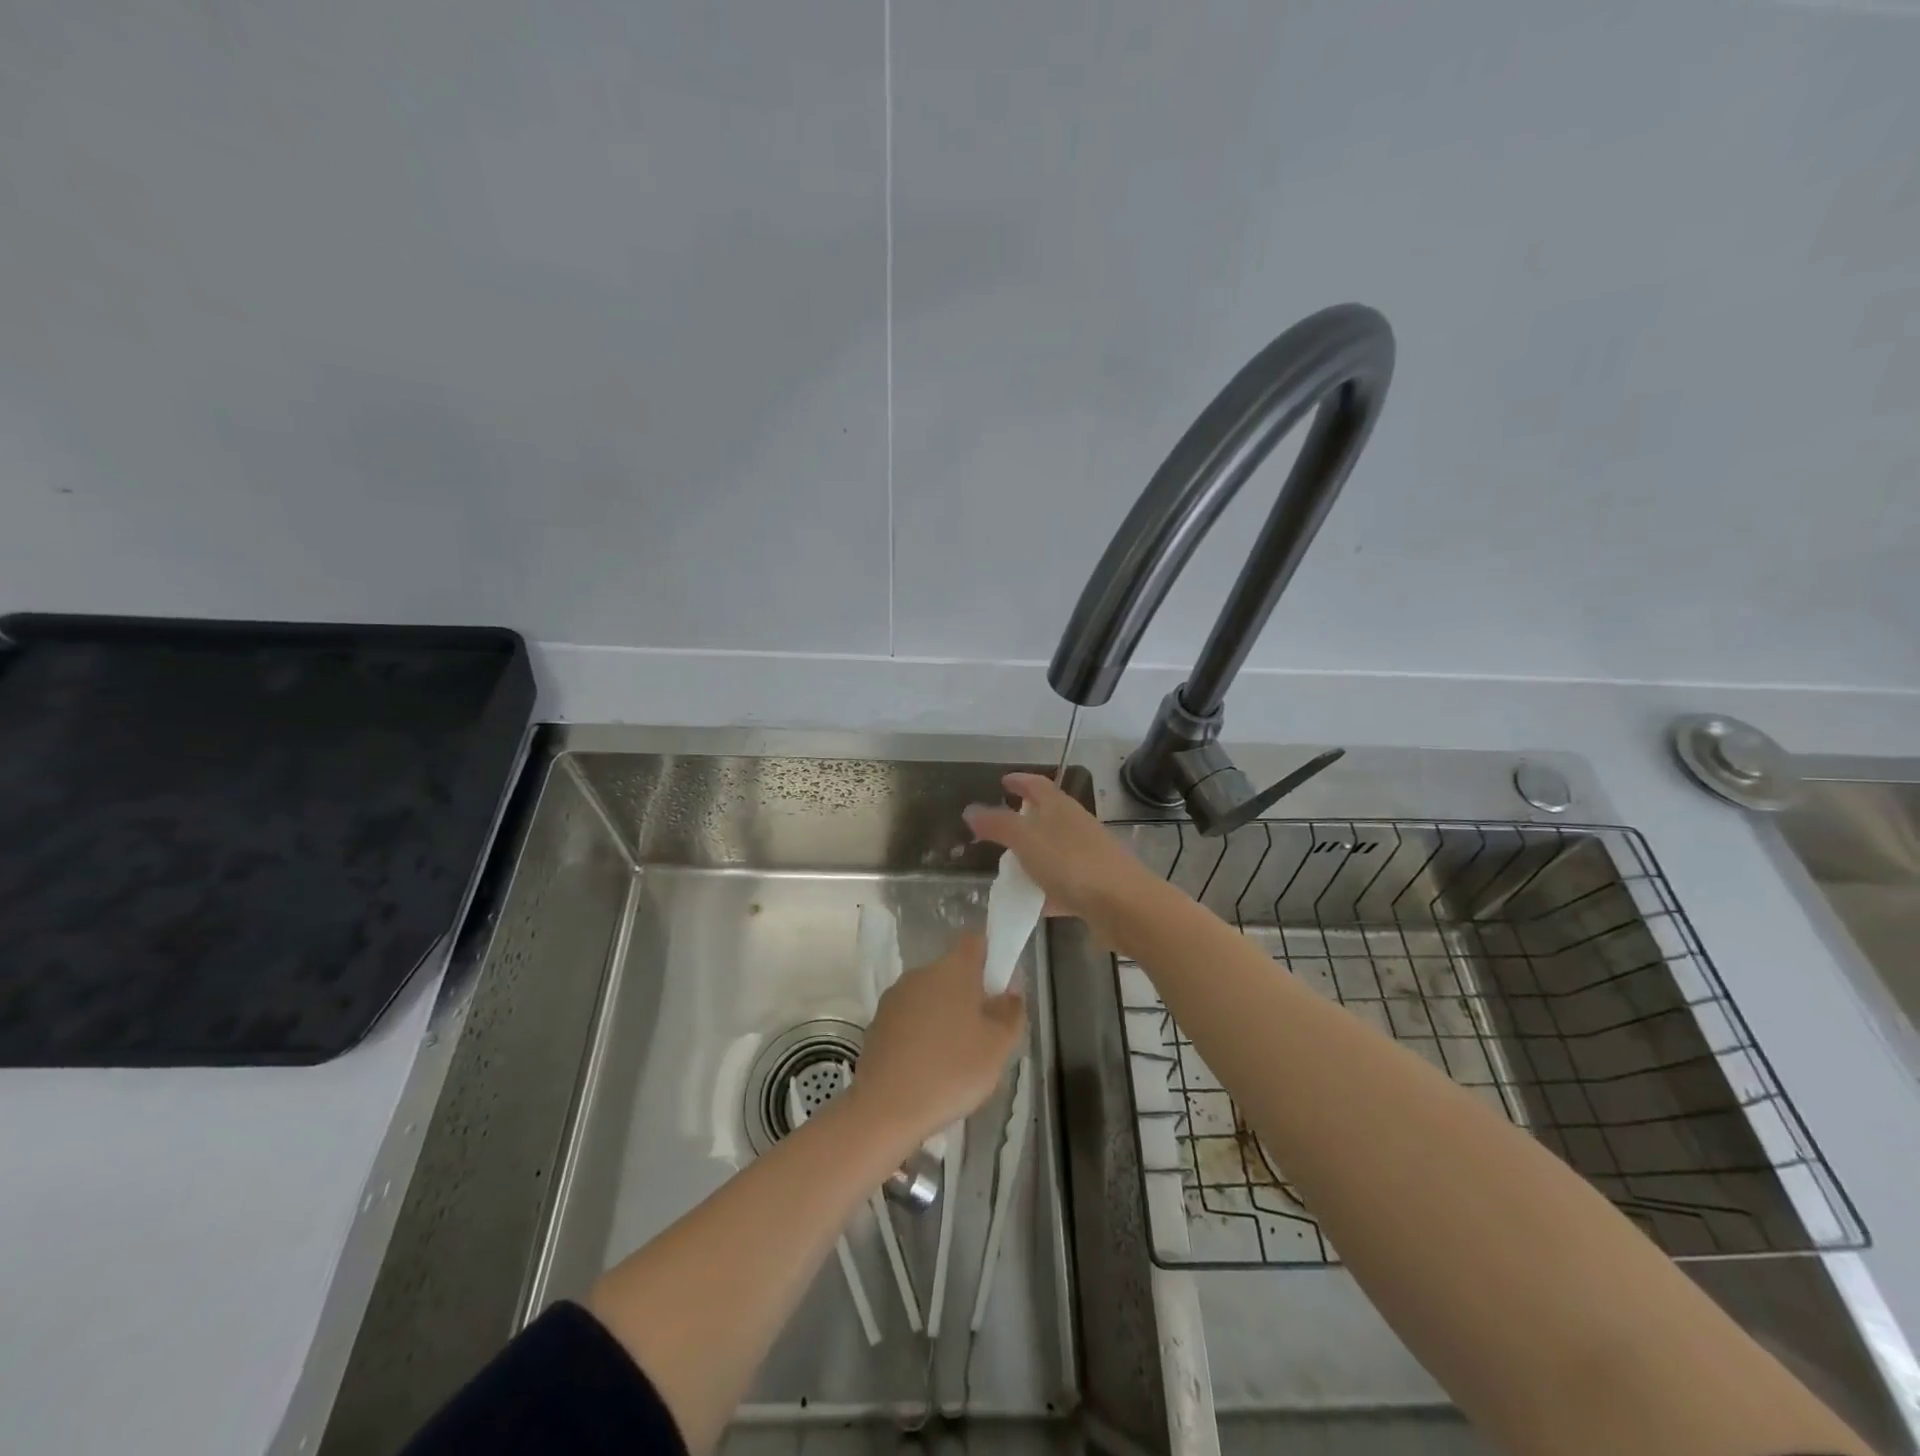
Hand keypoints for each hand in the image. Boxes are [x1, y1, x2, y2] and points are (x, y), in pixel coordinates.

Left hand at [849, 933, 1023, 1141]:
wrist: (884, 1108)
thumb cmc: (951, 1070)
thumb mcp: (998, 1046)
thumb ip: (1011, 1011)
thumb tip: (1009, 990)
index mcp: (953, 969)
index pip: (976, 940)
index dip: (992, 954)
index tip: (1001, 985)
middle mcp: (921, 973)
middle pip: (953, 971)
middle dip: (970, 994)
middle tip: (985, 1032)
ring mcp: (895, 997)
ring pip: (930, 996)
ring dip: (945, 1015)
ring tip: (957, 1057)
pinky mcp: (877, 1023)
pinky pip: (910, 1018)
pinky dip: (922, 1034)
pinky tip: (929, 1068)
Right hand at [964, 773, 1158, 925]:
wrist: (1124, 905)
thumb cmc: (1071, 863)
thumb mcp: (1026, 840)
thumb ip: (998, 825)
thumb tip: (970, 810)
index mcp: (1060, 807)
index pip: (1037, 784)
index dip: (1020, 780)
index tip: (1003, 781)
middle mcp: (1076, 826)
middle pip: (1048, 815)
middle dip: (1025, 817)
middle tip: (1000, 825)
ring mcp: (1088, 856)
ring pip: (1054, 849)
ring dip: (1034, 854)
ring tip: (1009, 866)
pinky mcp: (1094, 886)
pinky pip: (1063, 883)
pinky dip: (1045, 888)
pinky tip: (1031, 903)